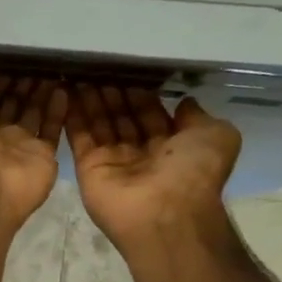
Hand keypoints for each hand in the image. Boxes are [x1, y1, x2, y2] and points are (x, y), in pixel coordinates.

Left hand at [0, 69, 67, 237]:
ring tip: (55, 66)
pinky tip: (64, 87)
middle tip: (40, 57)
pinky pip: (53, 128)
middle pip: (13, 102)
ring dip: (42, 90)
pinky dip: (59, 108)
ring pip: (34, 112)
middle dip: (24, 80)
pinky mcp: (43, 156)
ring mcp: (20, 146)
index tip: (13, 54)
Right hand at [66, 84, 241, 259]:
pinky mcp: (88, 167)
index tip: (125, 71)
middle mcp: (140, 153)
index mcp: (171, 146)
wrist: (165, 213)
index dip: (138, 93)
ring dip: (91, 100)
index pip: (150, 113)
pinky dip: (73, 116)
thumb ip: (198, 117)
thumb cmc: (194, 173)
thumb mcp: (216, 136)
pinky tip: (66, 92)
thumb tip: (185, 102)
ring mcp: (112, 161)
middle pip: (122, 117)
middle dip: (111, 94)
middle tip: (97, 69)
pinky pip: (79, 137)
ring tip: (80, 74)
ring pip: (99, 124)